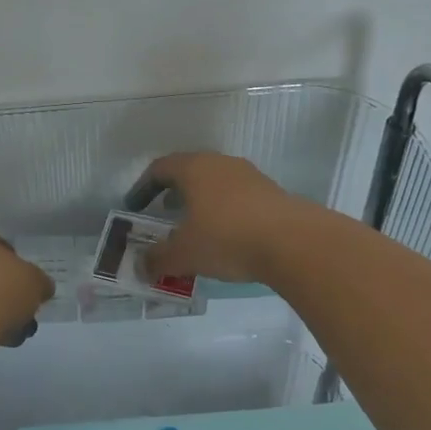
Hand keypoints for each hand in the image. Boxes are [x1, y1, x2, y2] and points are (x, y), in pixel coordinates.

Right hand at [139, 152, 315, 285]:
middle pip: (189, 171)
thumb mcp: (184, 254)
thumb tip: (140, 266)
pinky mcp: (272, 192)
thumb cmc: (227, 238)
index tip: (135, 206)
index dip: (143, 187)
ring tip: (196, 227)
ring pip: (216, 182)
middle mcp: (220, 163)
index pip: (160, 168)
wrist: (294, 242)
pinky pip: (238, 196)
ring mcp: (249, 175)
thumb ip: (158, 259)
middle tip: (163, 213)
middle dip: (173, 192)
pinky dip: (225, 210)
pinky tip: (228, 235)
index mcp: (193, 168)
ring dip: (201, 201)